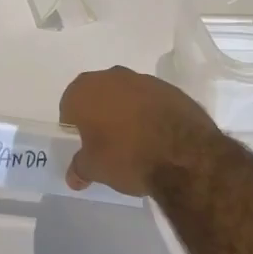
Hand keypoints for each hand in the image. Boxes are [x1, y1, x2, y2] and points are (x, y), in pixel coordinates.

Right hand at [60, 66, 221, 196]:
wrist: (183, 154)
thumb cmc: (126, 156)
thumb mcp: (95, 169)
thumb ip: (80, 168)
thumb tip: (73, 177)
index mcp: (85, 90)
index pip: (69, 105)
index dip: (74, 126)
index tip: (84, 145)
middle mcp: (112, 76)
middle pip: (98, 96)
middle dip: (100, 115)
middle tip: (107, 143)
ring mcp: (144, 80)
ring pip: (126, 95)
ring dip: (126, 112)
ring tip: (135, 142)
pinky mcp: (171, 89)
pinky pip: (151, 101)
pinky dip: (150, 114)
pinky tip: (157, 137)